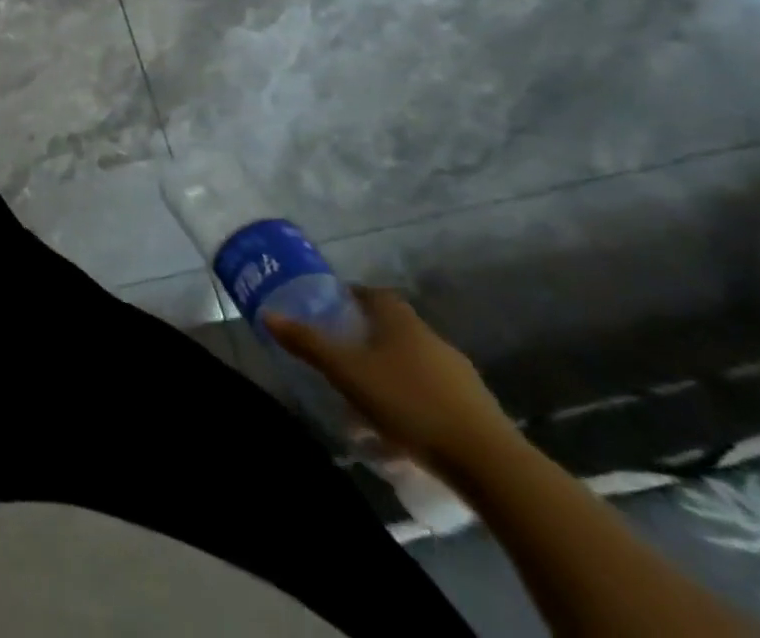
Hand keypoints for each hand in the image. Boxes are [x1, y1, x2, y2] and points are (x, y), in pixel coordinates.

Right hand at [265, 287, 518, 473]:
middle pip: (394, 328)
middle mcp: (431, 339)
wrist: (492, 465)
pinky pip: (434, 394)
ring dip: (390, 372)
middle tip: (341, 354)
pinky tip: (401, 427)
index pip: (373, 293)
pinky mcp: (477, 410)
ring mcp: (460, 375)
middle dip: (367, 337)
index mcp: (401, 322)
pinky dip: (414, 400)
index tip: (330, 307)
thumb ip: (308, 343)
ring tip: (366, 397)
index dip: (351, 296)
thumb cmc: (409, 404)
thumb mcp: (347, 372)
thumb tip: (268, 314)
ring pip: (414, 363)